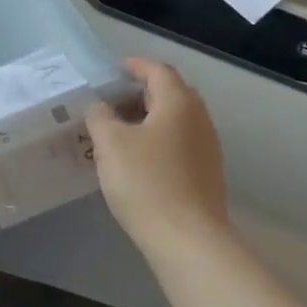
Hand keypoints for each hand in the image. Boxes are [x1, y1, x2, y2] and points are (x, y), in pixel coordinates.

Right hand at [86, 58, 233, 256]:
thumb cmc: (146, 181)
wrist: (188, 240)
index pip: (158, 70)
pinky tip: (134, 160)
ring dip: (146, 119)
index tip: (113, 71)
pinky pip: (177, 144)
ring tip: (115, 131)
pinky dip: (155, 141)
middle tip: (108, 102)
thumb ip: (100, 116)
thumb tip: (100, 106)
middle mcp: (198, 120)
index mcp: (178, 103)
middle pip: (169, 94)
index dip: (135, 66)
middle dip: (139, 93)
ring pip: (174, 121)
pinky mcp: (205, 175)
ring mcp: (206, 149)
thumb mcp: (110, 143)